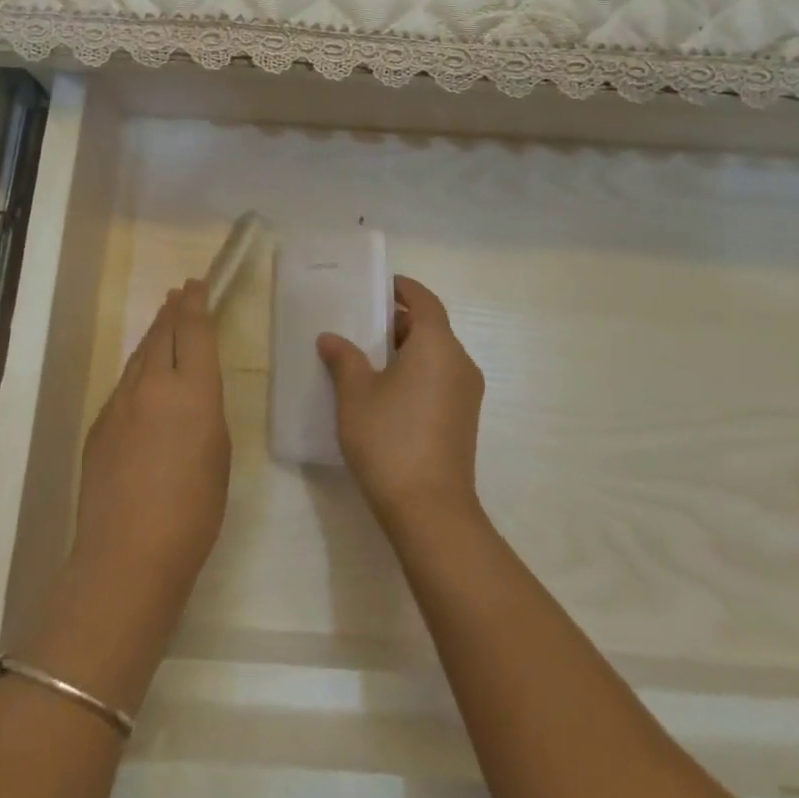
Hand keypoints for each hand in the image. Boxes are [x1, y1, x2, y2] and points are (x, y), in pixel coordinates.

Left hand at [68, 280, 230, 632]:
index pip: (193, 330)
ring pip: (140, 355)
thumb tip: (189, 394)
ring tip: (162, 319)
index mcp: (192, 388)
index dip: (196, 303)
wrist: (128, 552)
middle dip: (173, 310)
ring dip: (153, 334)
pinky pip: (124, 383)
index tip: (196, 284)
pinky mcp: (100, 424)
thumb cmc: (193, 508)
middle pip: (162, 333)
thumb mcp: (218, 451)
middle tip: (179, 293)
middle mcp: (153, 383)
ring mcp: (120, 402)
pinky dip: (138, 367)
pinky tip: (142, 374)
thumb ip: (204, 410)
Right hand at [318, 275, 485, 534]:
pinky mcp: (465, 419)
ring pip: (437, 355)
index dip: (404, 289)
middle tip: (364, 324)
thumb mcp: (355, 394)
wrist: (430, 511)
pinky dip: (418, 372)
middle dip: (400, 321)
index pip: (425, 300)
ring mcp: (467, 393)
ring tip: (370, 358)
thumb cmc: (390, 439)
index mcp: (437, 344)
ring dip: (408, 349)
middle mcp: (459, 362)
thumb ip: (344, 359)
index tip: (380, 286)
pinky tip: (387, 391)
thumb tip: (331, 338)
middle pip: (432, 327)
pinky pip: (441, 379)